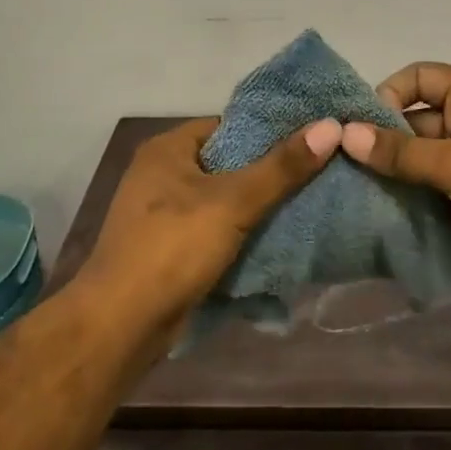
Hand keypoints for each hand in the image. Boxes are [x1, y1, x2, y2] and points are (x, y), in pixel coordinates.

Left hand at [86, 116, 341, 332]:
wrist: (120, 324)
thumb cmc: (172, 248)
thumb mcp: (232, 202)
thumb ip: (281, 167)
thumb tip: (330, 127)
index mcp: (168, 149)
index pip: (229, 125)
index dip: (271, 131)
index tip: (312, 139)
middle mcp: (161, 174)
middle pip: (228, 162)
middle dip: (270, 172)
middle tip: (318, 173)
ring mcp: (163, 213)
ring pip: (224, 200)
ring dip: (258, 206)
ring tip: (310, 203)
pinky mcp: (170, 248)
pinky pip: (215, 229)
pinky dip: (242, 233)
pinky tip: (279, 238)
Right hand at [340, 63, 450, 290]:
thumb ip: (400, 152)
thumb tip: (346, 134)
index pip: (419, 77)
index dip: (387, 94)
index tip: (361, 128)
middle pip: (419, 120)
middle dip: (387, 142)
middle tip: (348, 168)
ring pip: (429, 158)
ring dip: (401, 174)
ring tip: (361, 194)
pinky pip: (443, 188)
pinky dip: (422, 198)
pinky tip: (392, 216)